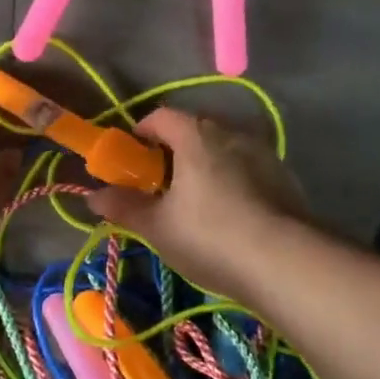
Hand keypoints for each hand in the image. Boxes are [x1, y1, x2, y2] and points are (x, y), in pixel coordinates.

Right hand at [85, 108, 304, 297]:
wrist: (286, 262)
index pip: (162, 116)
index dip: (141, 132)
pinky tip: (230, 216)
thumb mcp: (157, 226)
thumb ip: (124, 207)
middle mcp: (232, 133)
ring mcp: (264, 154)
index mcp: (196, 136)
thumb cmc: (209, 236)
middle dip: (173, 151)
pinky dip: (233, 182)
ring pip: (224, 150)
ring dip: (205, 166)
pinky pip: (248, 170)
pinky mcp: (286, 178)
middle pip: (194, 131)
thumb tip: (92, 196)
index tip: (131, 157)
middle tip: (160, 185)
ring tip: (195, 203)